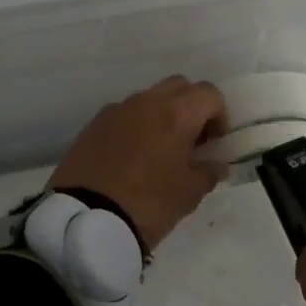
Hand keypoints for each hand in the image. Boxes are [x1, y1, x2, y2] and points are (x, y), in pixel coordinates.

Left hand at [50, 76, 229, 252]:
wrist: (86, 219)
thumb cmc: (148, 204)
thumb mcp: (189, 194)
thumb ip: (208, 172)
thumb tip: (216, 163)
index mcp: (176, 114)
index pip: (209, 94)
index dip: (219, 115)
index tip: (214, 143)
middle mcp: (146, 102)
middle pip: (179, 86)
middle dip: (191, 107)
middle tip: (191, 141)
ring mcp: (116, 110)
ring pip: (149, 98)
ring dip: (162, 114)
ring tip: (160, 150)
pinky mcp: (93, 124)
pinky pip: (124, 114)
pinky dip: (136, 125)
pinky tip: (132, 156)